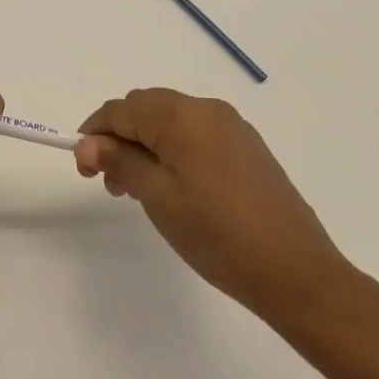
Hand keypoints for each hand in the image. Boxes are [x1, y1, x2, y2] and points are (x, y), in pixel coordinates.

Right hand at [76, 88, 350, 331]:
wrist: (295, 271)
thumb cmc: (217, 234)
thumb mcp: (158, 197)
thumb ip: (120, 162)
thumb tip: (88, 144)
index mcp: (182, 116)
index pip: (121, 109)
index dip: (94, 133)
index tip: (82, 168)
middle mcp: (207, 109)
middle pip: (146, 107)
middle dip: (118, 137)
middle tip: (108, 181)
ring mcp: (232, 127)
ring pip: (170, 119)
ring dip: (144, 143)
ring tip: (135, 188)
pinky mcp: (246, 148)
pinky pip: (195, 134)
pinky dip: (171, 149)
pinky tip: (170, 185)